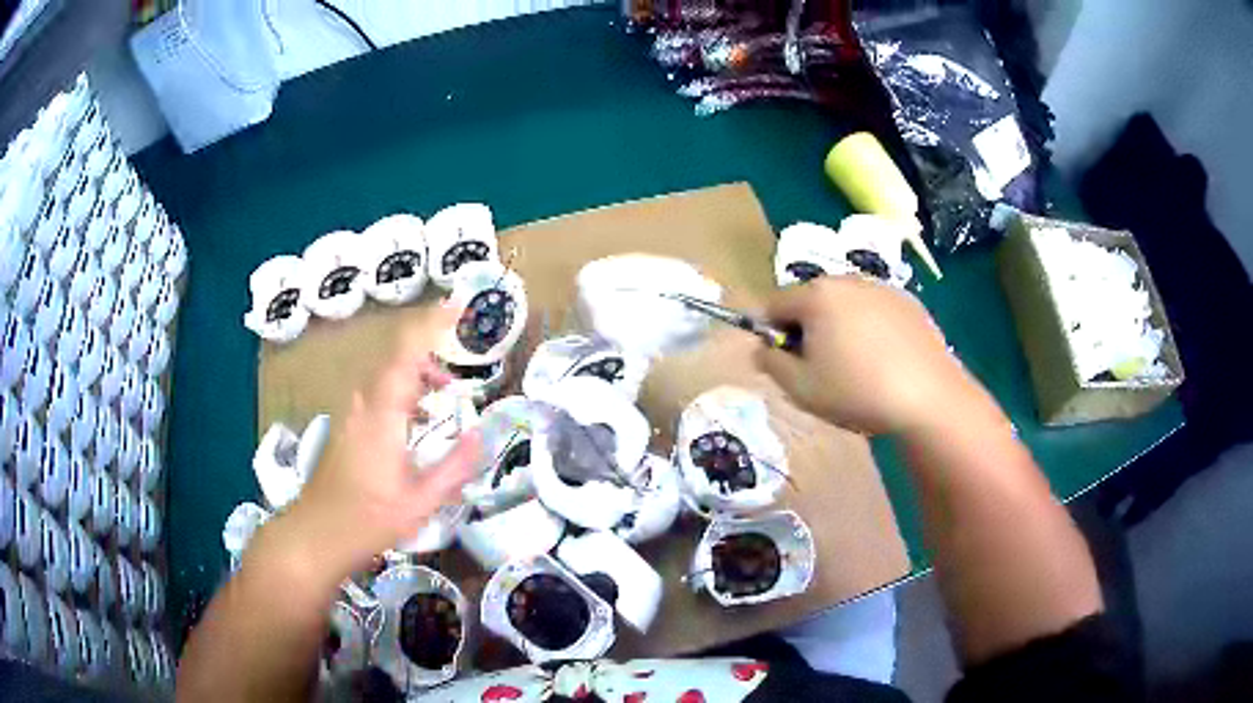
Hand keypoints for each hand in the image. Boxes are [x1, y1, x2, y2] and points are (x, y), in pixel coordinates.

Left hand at [275, 304, 482, 578]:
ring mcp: (350, 413)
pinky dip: (402, 390)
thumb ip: (454, 467)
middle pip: (395, 357)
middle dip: (430, 351)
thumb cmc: (367, 521)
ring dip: (416, 373)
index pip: (406, 353)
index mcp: (381, 415)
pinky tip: (415, 420)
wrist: (314, 535)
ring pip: (384, 374)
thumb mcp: (420, 502)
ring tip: (444, 395)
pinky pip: (376, 390)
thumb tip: (480, 434)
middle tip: (461, 369)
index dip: (432, 324)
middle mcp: (362, 404)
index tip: (458, 307)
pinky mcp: (345, 426)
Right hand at [755, 276, 979, 435]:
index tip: (789, 364)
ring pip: (845, 304)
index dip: (773, 334)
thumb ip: (771, 364)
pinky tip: (885, 360)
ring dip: (840, 327)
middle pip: (812, 300)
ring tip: (858, 366)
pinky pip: (875, 310)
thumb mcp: (801, 389)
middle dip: (808, 329)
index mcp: (816, 295)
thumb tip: (761, 348)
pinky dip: (871, 329)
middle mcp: (847, 280)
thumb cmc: (857, 392)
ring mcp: (882, 288)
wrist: (928, 397)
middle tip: (823, 369)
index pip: (774, 303)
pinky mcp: (909, 302)